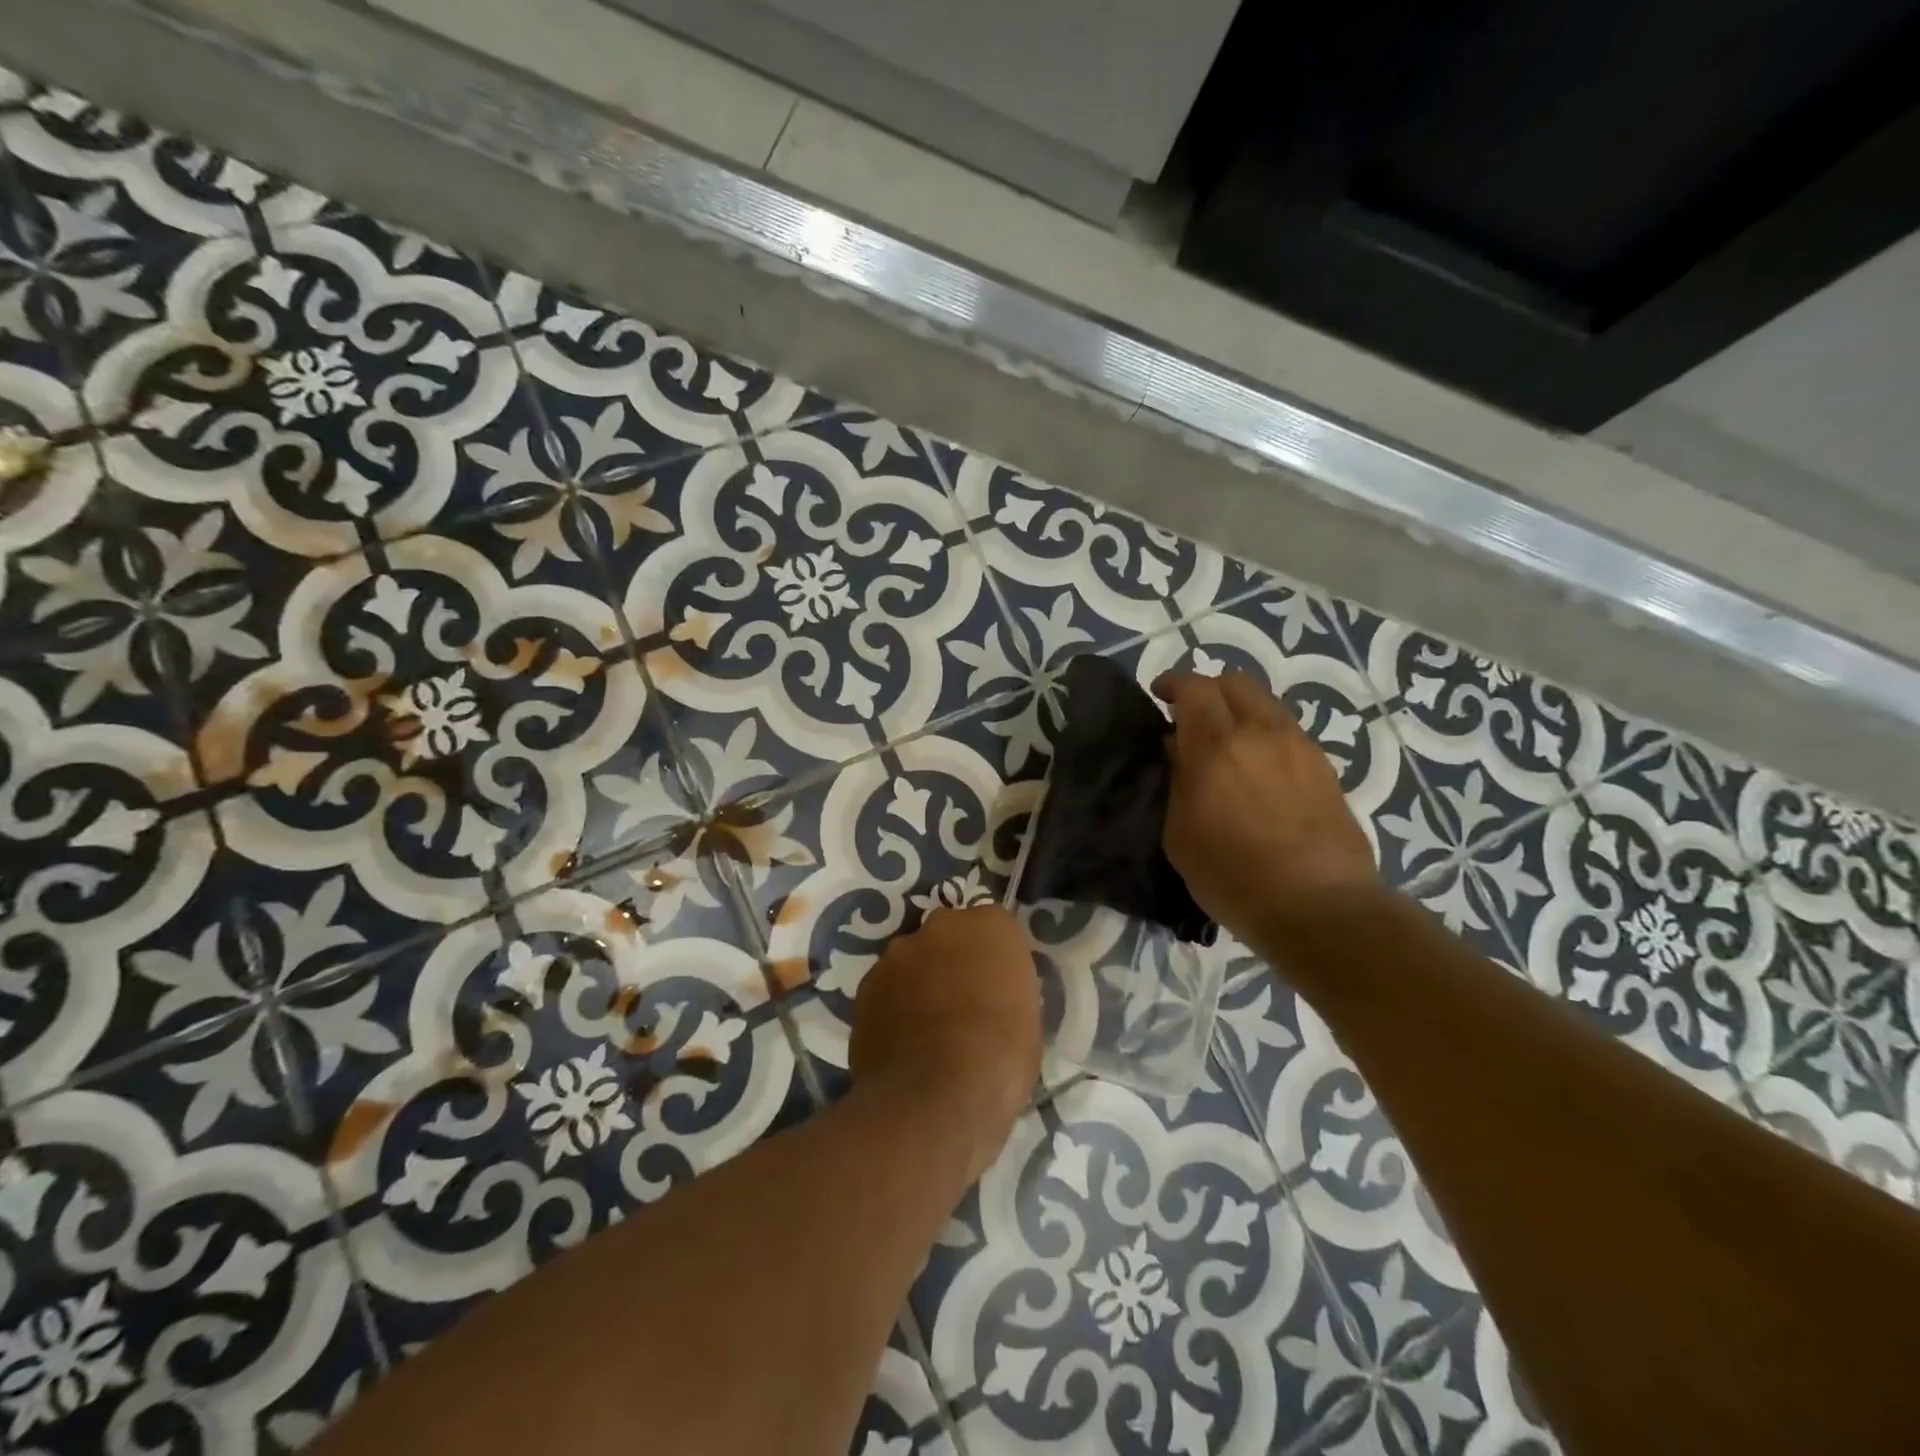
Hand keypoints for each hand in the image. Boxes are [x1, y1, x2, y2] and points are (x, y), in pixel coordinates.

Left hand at [850, 905, 1041, 1181]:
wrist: (935, 1099)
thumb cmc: (1000, 1059)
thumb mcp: (1028, 1019)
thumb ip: (1006, 987)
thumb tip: (993, 993)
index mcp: (990, 926)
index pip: (995, 926)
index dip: (995, 957)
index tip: (998, 984)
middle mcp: (941, 925)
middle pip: (949, 935)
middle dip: (954, 960)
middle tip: (963, 1001)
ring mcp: (897, 953)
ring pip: (913, 959)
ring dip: (920, 980)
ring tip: (927, 1027)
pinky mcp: (866, 984)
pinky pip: (886, 988)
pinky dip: (894, 1005)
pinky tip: (902, 1041)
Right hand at [1152, 671, 1380, 937]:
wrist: (1318, 906)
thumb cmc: (1232, 876)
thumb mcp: (1180, 833)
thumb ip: (1177, 780)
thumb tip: (1177, 748)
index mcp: (1216, 745)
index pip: (1193, 688)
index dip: (1172, 684)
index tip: (1159, 695)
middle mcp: (1260, 732)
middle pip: (1234, 682)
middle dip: (1208, 690)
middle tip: (1191, 716)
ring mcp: (1299, 745)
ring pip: (1265, 702)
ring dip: (1240, 710)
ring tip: (1227, 742)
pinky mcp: (1324, 766)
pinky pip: (1287, 730)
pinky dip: (1265, 733)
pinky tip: (1258, 767)